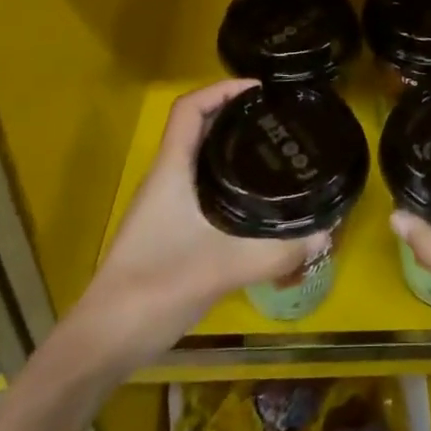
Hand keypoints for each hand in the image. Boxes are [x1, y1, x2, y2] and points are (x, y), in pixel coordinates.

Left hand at [57, 80, 321, 378]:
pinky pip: (202, 187)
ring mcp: (164, 205)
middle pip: (198, 128)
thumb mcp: (222, 267)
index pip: (189, 108)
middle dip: (236, 116)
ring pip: (200, 159)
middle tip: (278, 119)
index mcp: (171, 169)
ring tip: (274, 151)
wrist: (104, 341)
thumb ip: (275, 252)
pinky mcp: (169, 230)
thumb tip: (326, 234)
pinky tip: (254, 201)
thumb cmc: (155, 286)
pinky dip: (228, 180)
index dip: (222, 89)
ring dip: (231, 147)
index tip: (260, 90)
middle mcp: (166, 178)